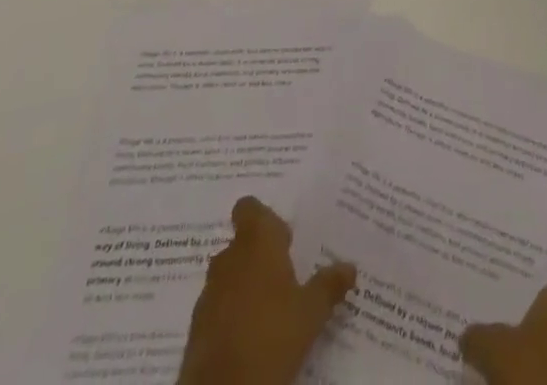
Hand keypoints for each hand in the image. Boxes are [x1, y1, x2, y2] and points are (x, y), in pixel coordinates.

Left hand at [177, 196, 356, 384]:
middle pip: (241, 244)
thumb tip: (349, 267)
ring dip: (246, 286)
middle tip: (287, 276)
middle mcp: (228, 259)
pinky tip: (252, 337)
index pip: (249, 209)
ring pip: (229, 277)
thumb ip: (329, 285)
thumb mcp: (312, 312)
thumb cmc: (272, 336)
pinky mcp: (197, 330)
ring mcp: (208, 294)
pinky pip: (218, 309)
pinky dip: (232, 315)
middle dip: (260, 257)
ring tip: (271, 310)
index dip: (263, 219)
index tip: (283, 238)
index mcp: (256, 243)